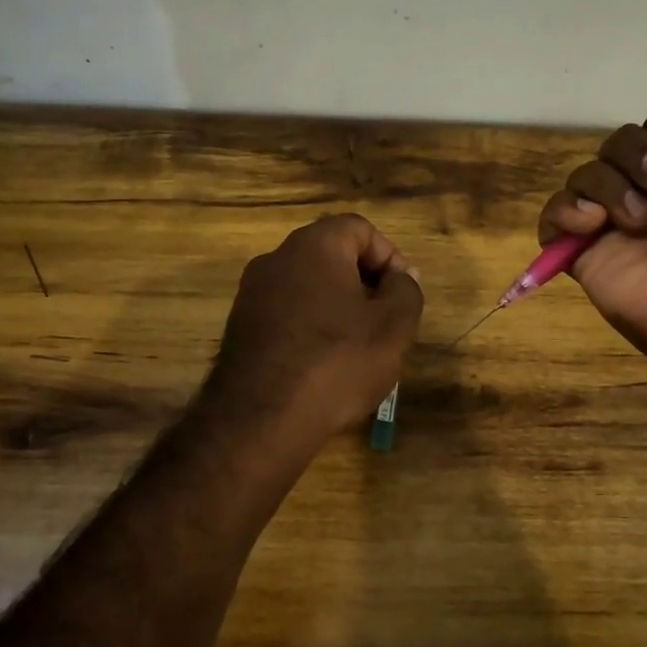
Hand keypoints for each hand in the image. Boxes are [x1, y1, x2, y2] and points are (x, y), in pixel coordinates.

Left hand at [208, 214, 423, 438]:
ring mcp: (251, 294)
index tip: (402, 294)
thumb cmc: (338, 362)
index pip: (359, 228)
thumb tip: (403, 276)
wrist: (262, 418)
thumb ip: (406, 291)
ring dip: (338, 308)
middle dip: (364, 284)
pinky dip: (310, 328)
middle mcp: (276, 258)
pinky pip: (286, 314)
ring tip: (357, 348)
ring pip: (308, 287)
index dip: (389, 256)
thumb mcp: (393, 327)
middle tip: (385, 322)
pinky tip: (323, 365)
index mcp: (314, 245)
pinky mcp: (239, 328)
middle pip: (331, 256)